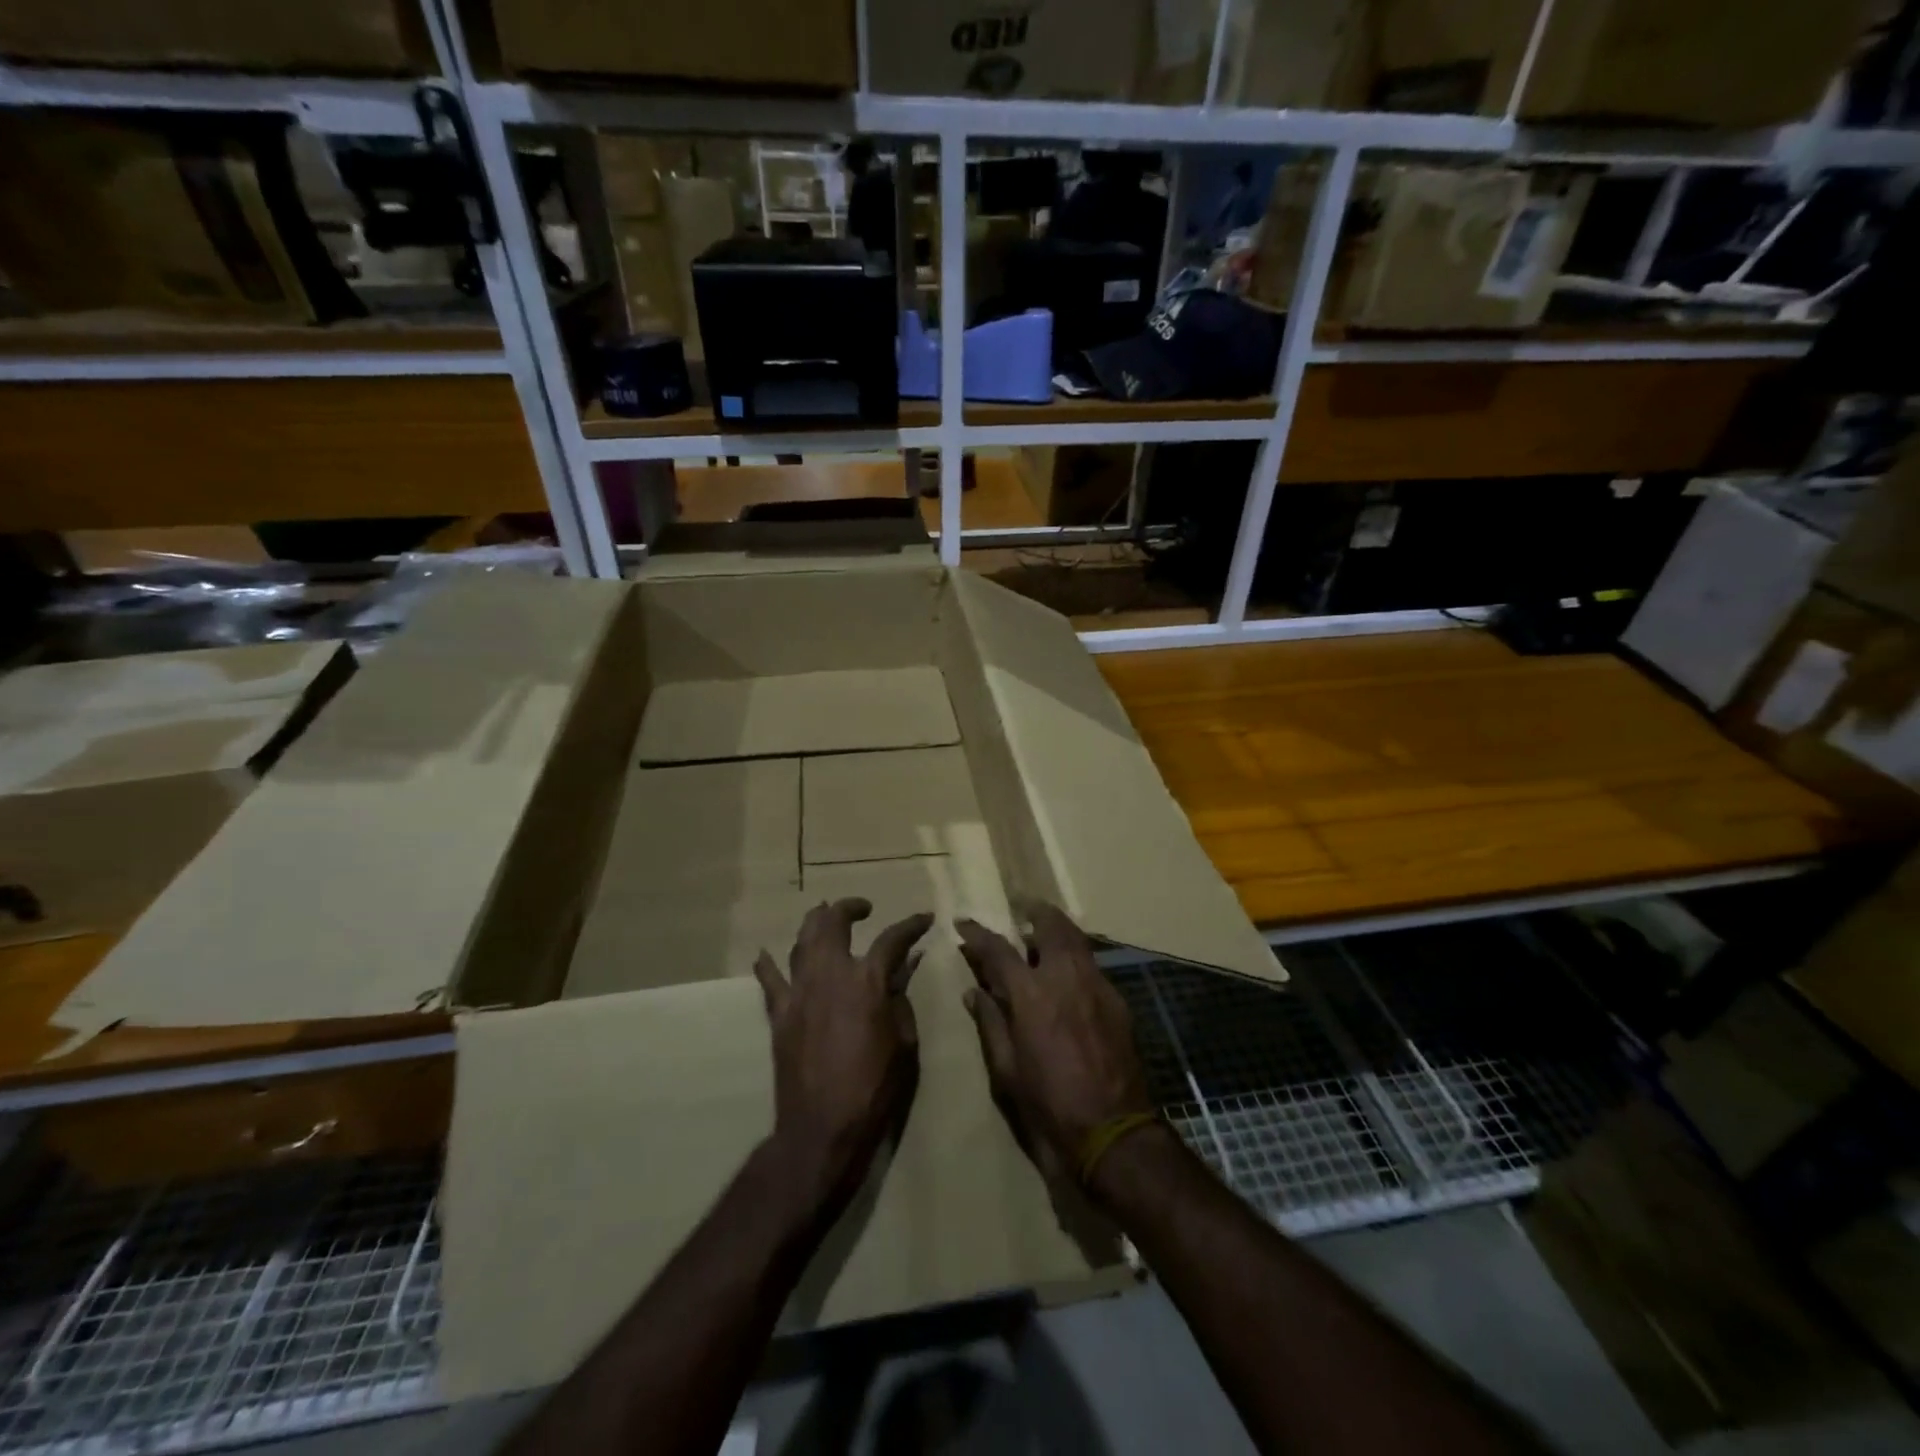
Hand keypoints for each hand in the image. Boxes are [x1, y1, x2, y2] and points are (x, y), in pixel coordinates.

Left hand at [754, 899, 932, 1212]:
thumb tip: (903, 970)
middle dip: (849, 908)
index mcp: (868, 981)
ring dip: (815, 924)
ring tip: (823, 916)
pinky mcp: (779, 1014)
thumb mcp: (904, 1043)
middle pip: (834, 923)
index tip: (925, 918)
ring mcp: (800, 992)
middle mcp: (831, 974)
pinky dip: (768, 964)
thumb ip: (901, 1000)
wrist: (823, 1127)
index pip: (893, 939)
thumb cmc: (875, 1087)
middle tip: (862, 908)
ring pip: (802, 941)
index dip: (912, 925)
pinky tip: (764, 954)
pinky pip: (770, 981)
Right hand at [958, 904, 1153, 1190]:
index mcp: (1030, 994)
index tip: (962, 923)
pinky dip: (1076, 957)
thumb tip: (973, 991)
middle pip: (1049, 925)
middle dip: (1033, 911)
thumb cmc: (1049, 1104)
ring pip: (1076, 939)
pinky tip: (1069, 972)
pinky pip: (1092, 964)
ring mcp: (1096, 984)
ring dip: (1057, 929)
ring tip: (1044, 932)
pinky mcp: (1117, 1000)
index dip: (976, 933)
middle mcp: (1064, 977)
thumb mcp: (1007, 1070)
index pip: (997, 949)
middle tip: (1021, 908)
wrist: (1113, 1130)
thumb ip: (990, 1023)